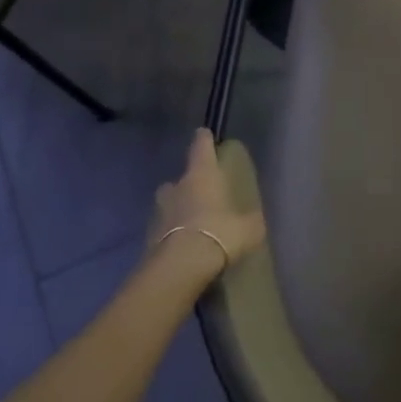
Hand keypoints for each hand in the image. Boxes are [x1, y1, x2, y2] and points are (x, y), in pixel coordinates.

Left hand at [148, 129, 266, 275]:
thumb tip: (252, 221)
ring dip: (176, 210)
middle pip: (180, 179)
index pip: (201, 148)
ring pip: (168, 204)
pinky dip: (171, 234)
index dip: (204, 140)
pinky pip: (163, 230)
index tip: (204, 133)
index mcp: (202, 176)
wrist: (180, 267)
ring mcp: (159, 212)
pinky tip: (183, 246)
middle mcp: (177, 187)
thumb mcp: (248, 229)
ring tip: (191, 224)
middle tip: (201, 195)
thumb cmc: (219, 234)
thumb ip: (250, 221)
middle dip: (187, 185)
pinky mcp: (148, 238)